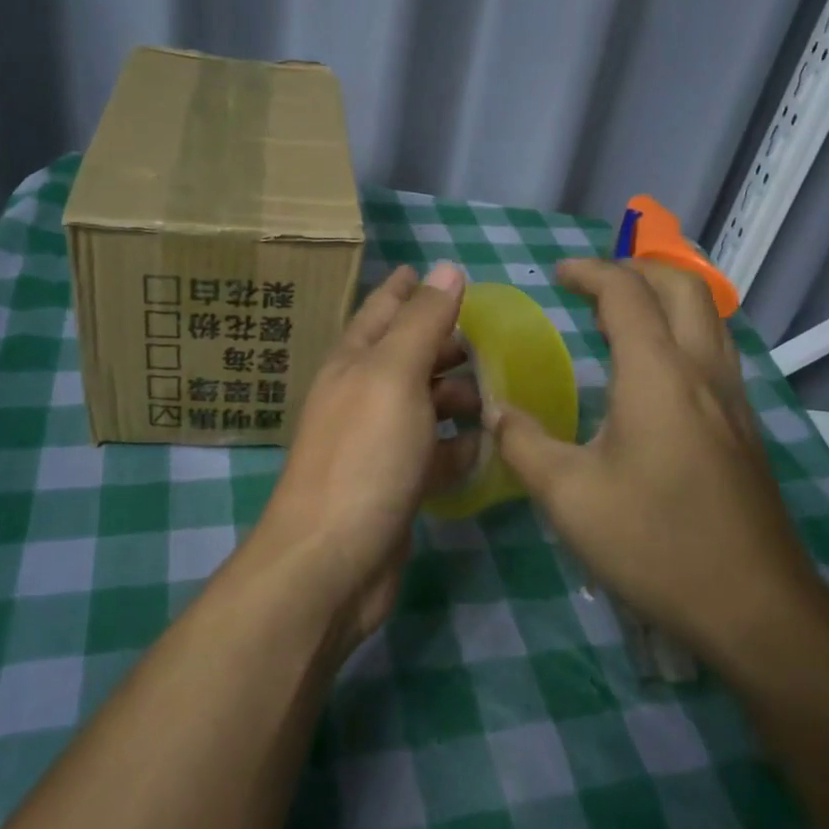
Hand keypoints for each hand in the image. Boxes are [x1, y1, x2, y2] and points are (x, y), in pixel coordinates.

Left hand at [252, 263, 478, 647]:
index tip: (425, 268)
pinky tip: (489, 446)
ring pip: (423, 405)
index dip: (403, 288)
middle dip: (442, 343)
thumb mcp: (394, 375)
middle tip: (487, 336)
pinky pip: (434, 454)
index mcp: (353, 362)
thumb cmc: (364, 454)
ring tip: (498, 393)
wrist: (331, 561)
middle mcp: (361, 397)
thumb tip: (446, 267)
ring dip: (457, 397)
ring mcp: (377, 444)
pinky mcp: (396, 486)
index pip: (380, 310)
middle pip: (406, 357)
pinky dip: (459, 447)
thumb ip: (422, 321)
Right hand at [489, 259, 826, 672]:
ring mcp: (733, 398)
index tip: (556, 275)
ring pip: (708, 314)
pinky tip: (654, 371)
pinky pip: (715, 349)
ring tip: (621, 317)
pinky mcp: (745, 427)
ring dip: (665, 296)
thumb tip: (494, 412)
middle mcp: (703, 370)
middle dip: (635, 268)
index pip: (626, 292)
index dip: (589, 272)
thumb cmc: (655, 543)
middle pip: (682, 285)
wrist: (756, 608)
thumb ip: (523, 443)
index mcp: (658, 373)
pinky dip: (682, 330)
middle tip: (593, 285)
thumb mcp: (568, 496)